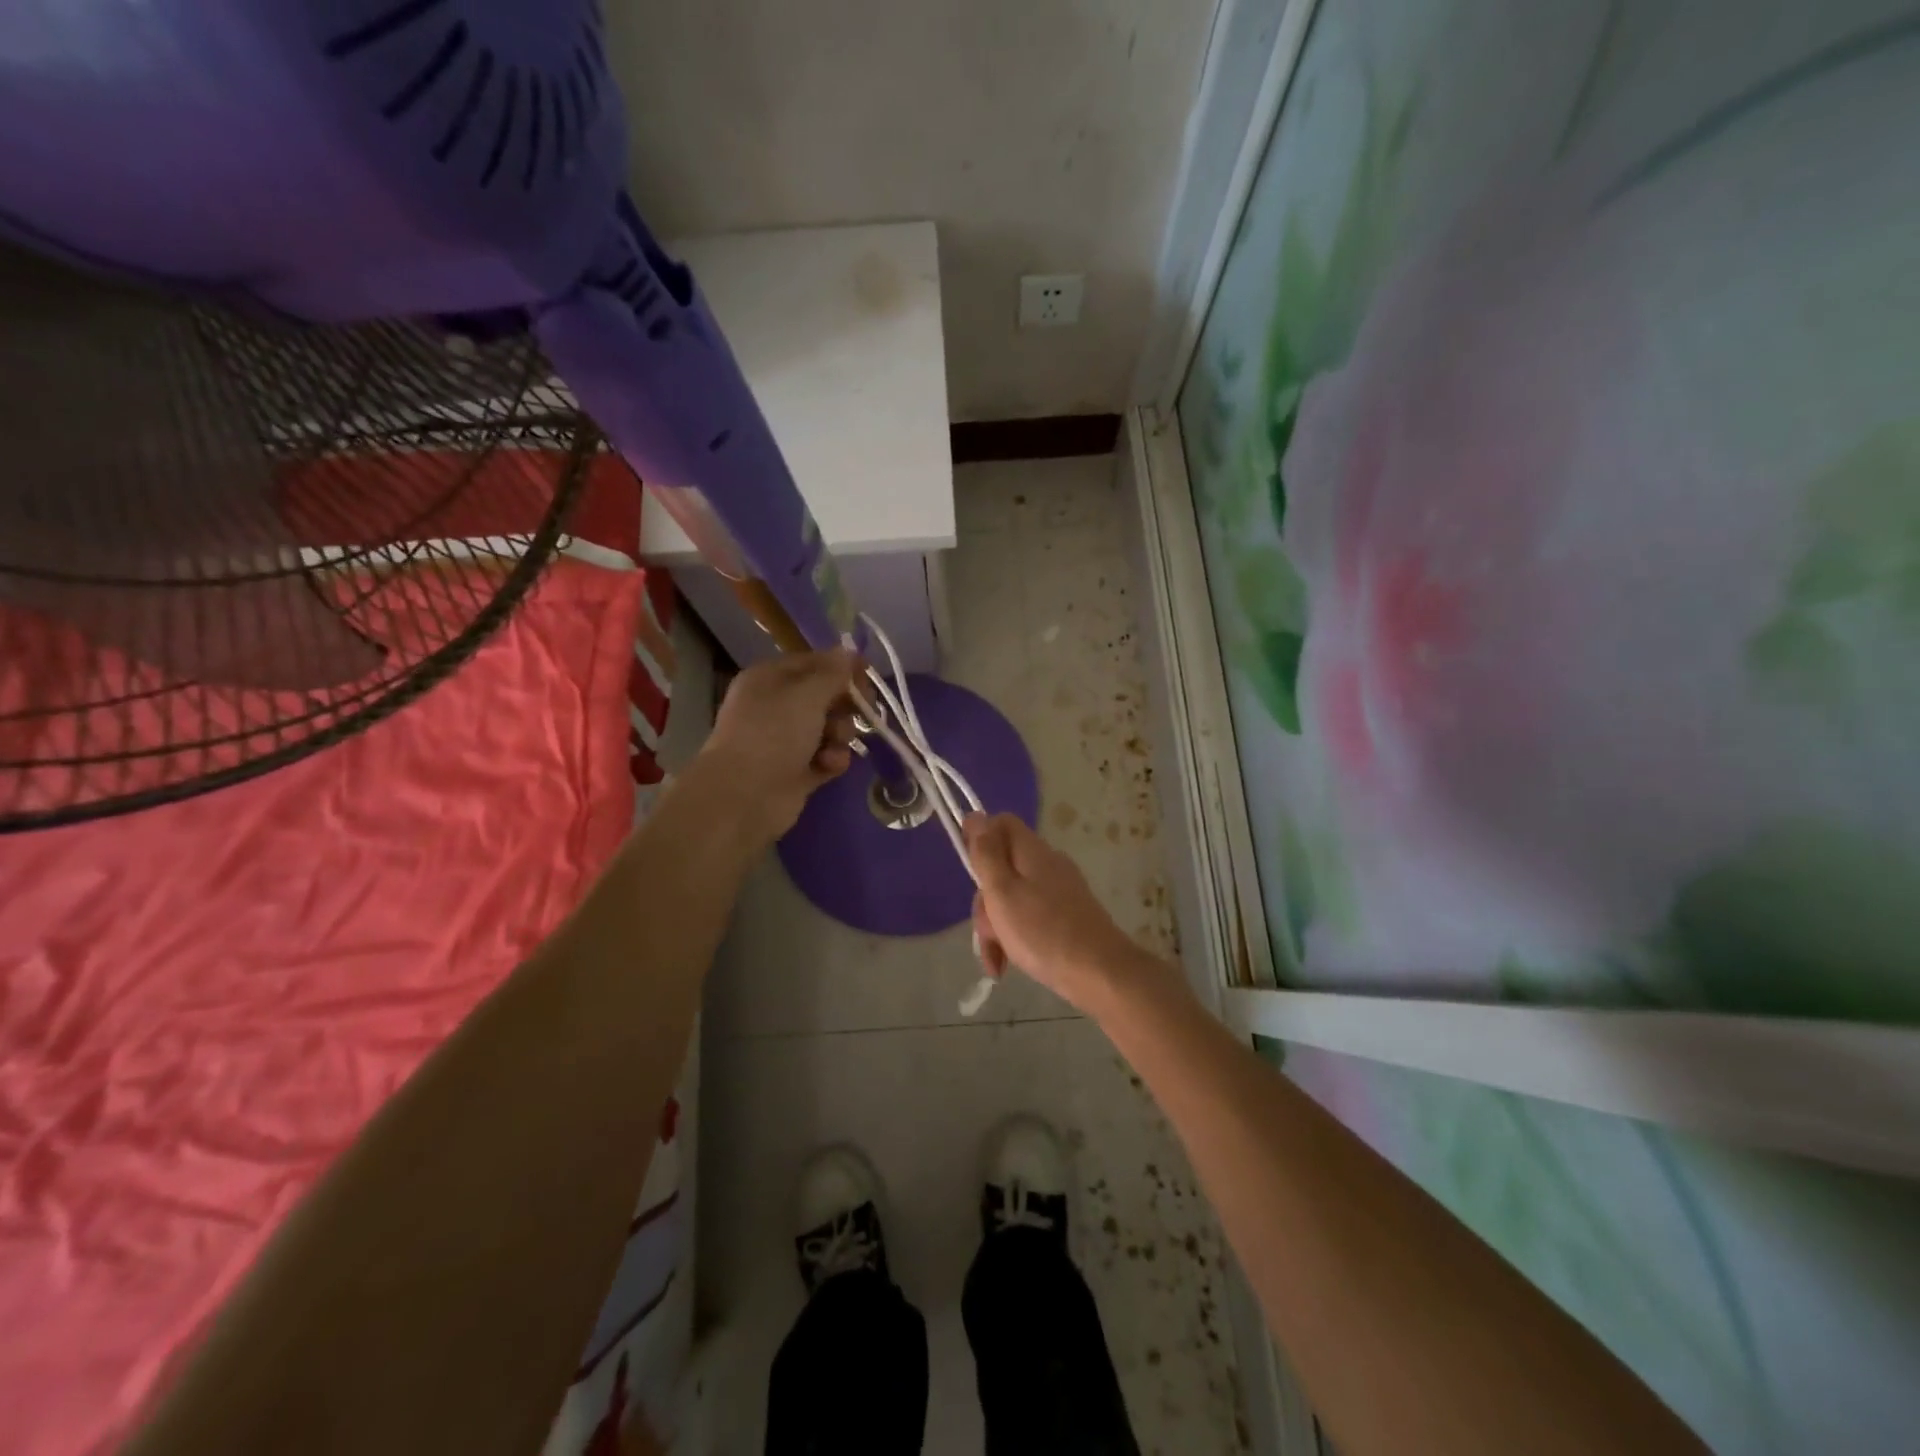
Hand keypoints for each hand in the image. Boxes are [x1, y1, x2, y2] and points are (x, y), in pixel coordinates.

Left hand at [695, 650, 859, 847]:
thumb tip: (848, 651)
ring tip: (834, 745)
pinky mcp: (796, 771)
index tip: (869, 676)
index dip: (842, 667)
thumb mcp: (807, 693)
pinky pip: (826, 757)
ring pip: (829, 728)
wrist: (745, 795)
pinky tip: (829, 765)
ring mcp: (785, 741)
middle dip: (845, 704)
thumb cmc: (774, 733)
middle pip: (824, 696)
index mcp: (769, 679)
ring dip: (840, 734)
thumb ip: (833, 672)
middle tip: (864, 711)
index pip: (813, 663)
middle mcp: (775, 706)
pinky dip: (832, 759)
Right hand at [965, 812, 1151, 1013]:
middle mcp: (1047, 864)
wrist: (1101, 974)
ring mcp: (1060, 891)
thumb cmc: (1043, 932)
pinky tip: (1008, 964)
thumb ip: (986, 854)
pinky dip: (1015, 937)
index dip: (979, 838)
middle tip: (986, 931)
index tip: (968, 870)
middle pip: (1002, 867)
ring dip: (997, 927)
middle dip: (985, 900)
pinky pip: (1030, 917)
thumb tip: (975, 815)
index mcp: (1031, 851)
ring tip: (997, 961)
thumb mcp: (1002, 891)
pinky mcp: (1067, 916)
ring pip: (1013, 897)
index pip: (1001, 823)